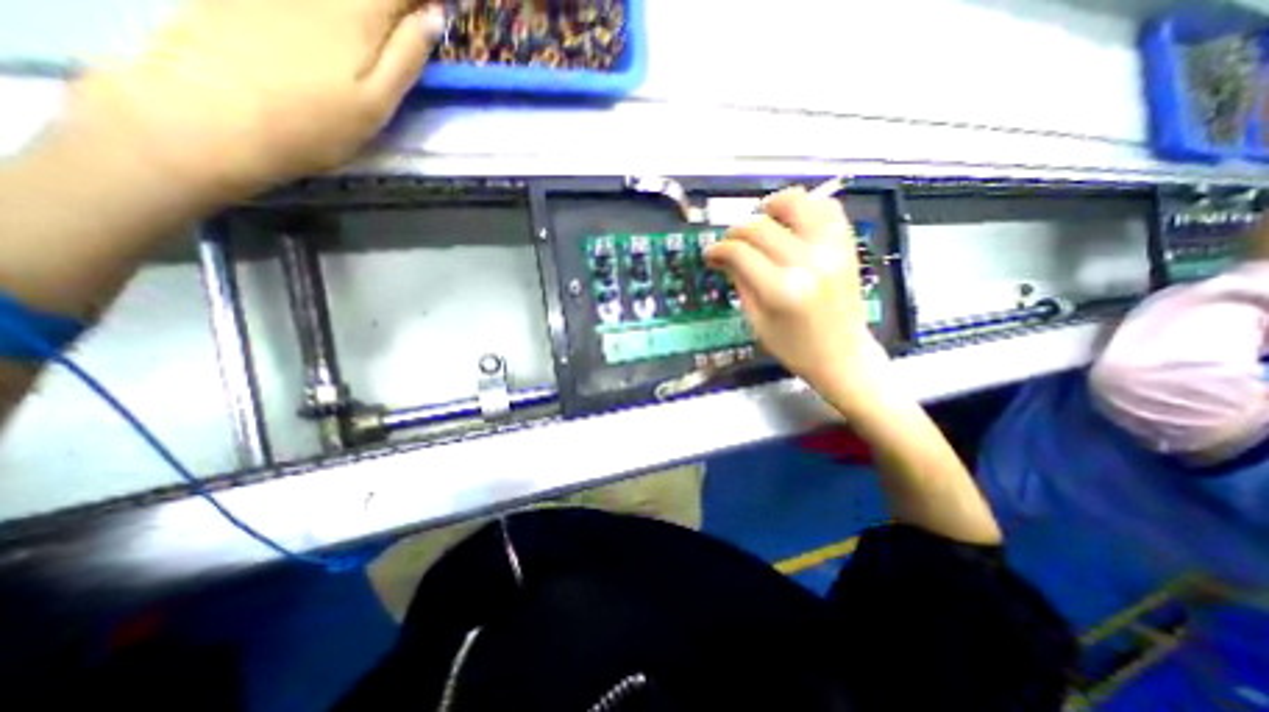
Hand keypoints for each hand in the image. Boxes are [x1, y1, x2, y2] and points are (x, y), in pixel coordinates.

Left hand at [61, 1, 445, 202]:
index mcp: (357, 13)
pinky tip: (329, 35)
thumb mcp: (378, 102)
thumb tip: (434, 17)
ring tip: (371, 37)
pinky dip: (328, 12)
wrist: (213, 117)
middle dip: (393, 6)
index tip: (435, 15)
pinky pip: (303, 2)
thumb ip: (408, 58)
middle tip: (404, 28)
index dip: (422, 2)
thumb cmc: (316, 125)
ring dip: (361, 10)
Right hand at [703, 187, 888, 402]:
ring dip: (771, 206)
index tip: (710, 253)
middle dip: (736, 230)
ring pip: (797, 202)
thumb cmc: (794, 347)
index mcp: (781, 290)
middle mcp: (807, 262)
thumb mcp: (757, 320)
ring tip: (762, 222)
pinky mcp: (847, 246)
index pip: (740, 252)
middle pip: (760, 225)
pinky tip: (792, 223)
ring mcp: (832, 249)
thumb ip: (739, 281)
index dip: (718, 249)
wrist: (843, 356)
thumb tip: (721, 256)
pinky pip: (827, 207)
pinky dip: (806, 207)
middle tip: (729, 243)